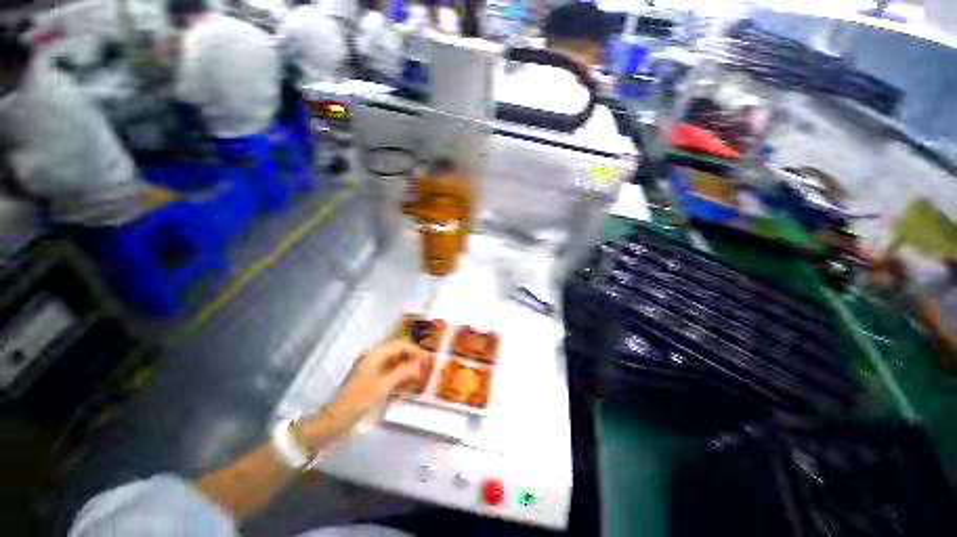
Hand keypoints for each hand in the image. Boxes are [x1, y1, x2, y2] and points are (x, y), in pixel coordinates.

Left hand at [295, 340, 428, 452]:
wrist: (336, 421)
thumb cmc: (359, 400)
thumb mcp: (383, 385)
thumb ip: (404, 371)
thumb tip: (421, 362)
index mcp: (375, 355)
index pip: (400, 344)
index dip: (415, 349)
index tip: (428, 359)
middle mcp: (375, 359)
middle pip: (399, 353)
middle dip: (414, 359)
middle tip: (427, 368)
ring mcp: (374, 370)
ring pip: (397, 364)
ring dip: (409, 369)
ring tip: (422, 377)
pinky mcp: (374, 381)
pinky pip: (392, 374)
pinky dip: (402, 378)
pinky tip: (411, 385)